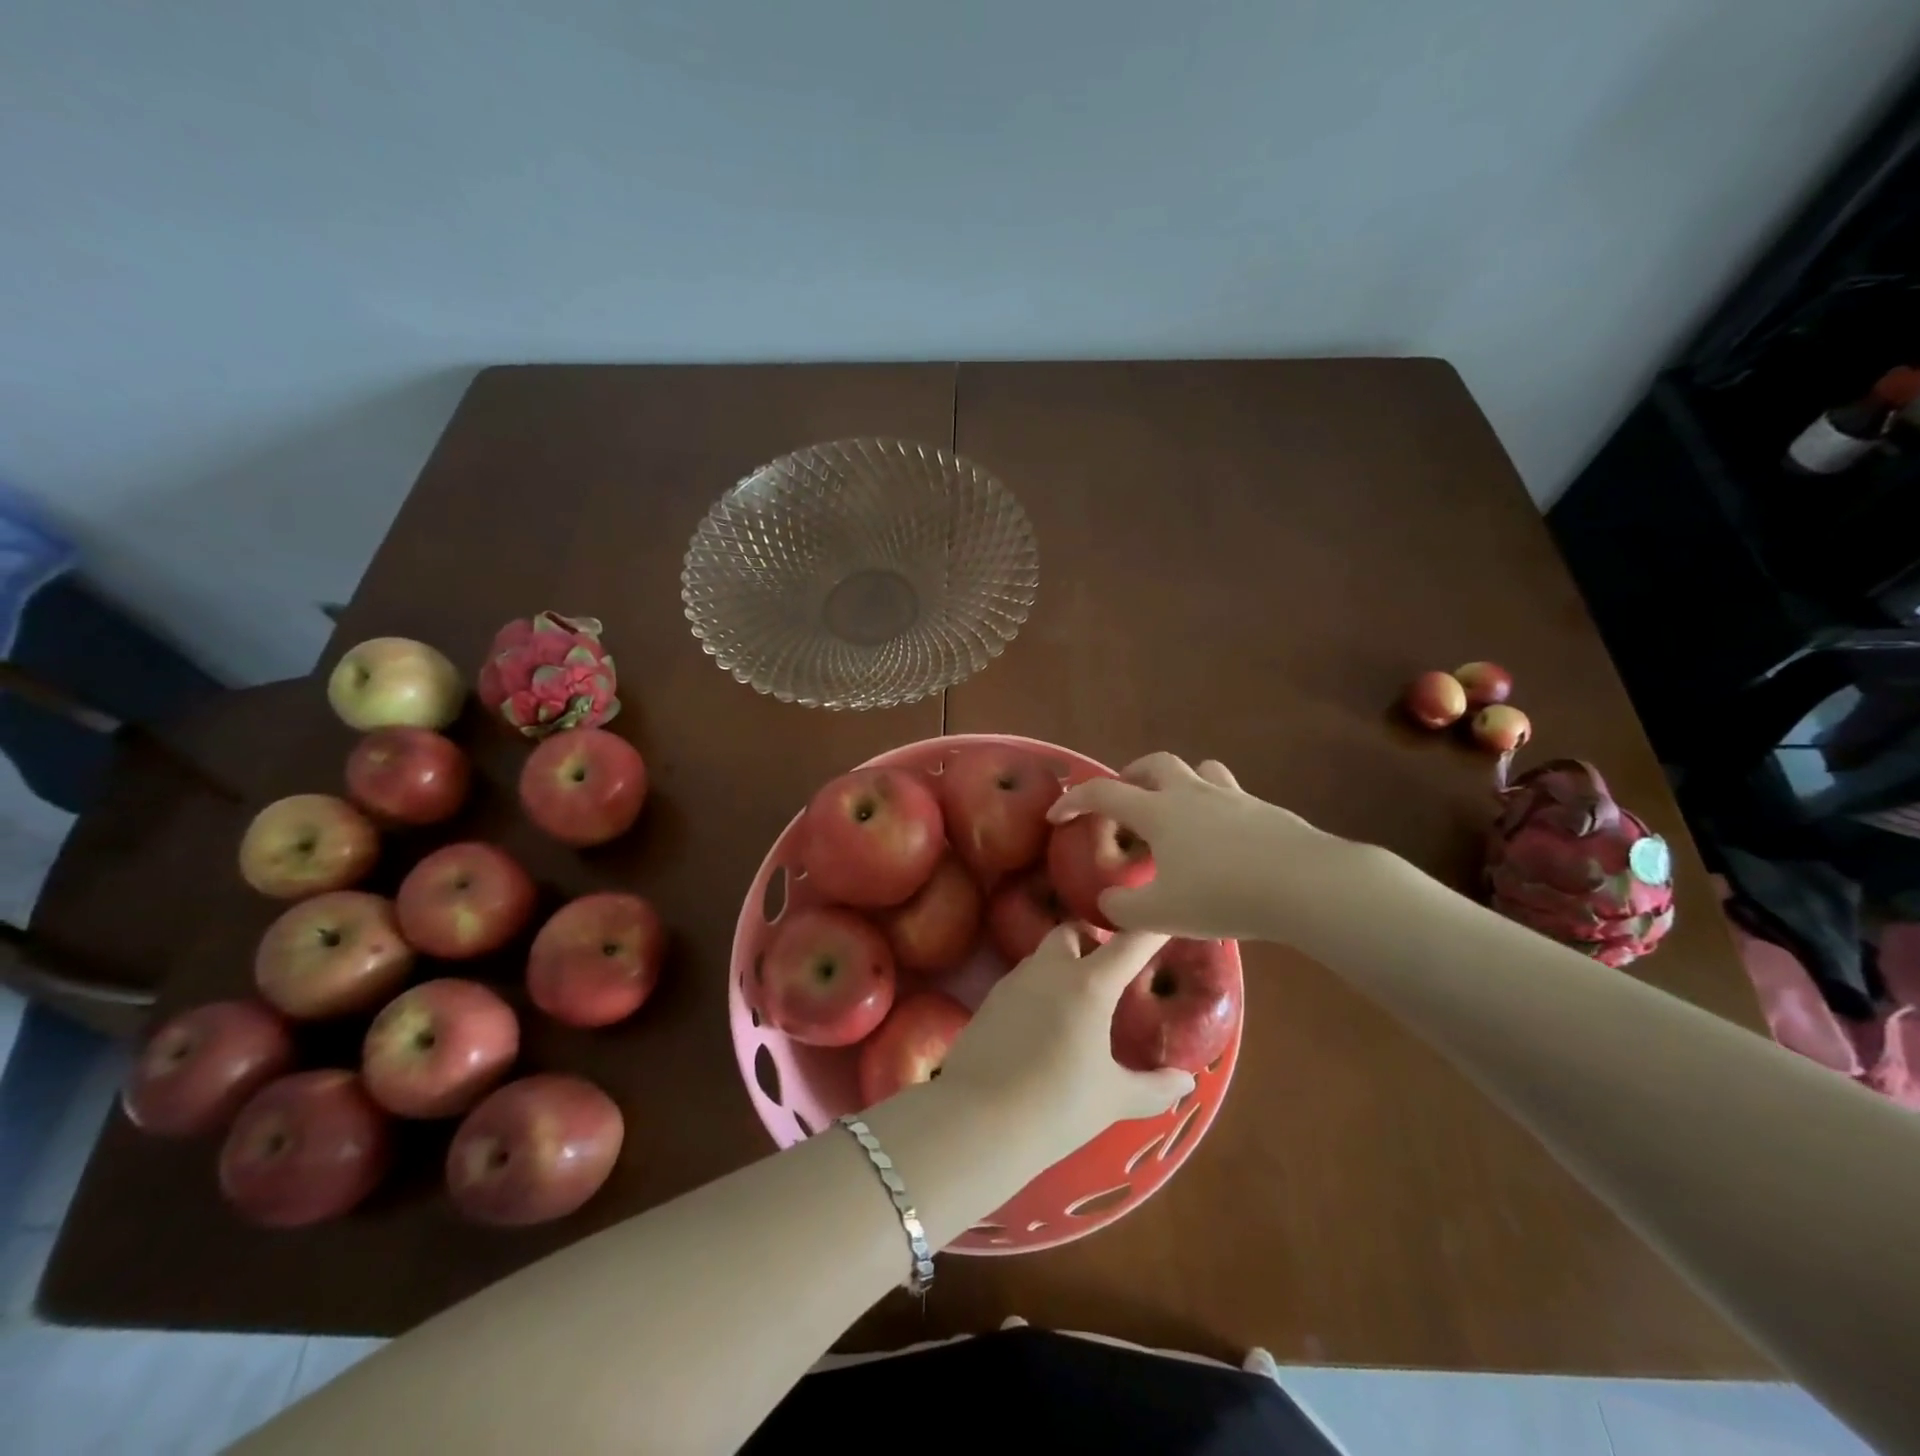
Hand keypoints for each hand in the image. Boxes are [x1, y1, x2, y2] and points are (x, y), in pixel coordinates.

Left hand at [938, 927, 1194, 1164]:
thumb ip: (1155, 1087)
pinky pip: (1023, 979)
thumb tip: (1186, 1080)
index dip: (1151, 927)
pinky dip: (1040, 987)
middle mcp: (1050, 969)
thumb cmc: (1056, 1107)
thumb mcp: (1114, 1099)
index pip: (1129, 942)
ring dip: (1065, 963)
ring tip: (1080, 1001)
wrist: (977, 1121)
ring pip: (1044, 954)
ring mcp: (1014, 981)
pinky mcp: (989, 999)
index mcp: (1088, 984)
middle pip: (1073, 931)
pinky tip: (1045, 1024)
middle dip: (1094, 940)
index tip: (1165, 916)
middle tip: (1112, 972)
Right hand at [1047, 751, 1382, 944]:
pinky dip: (1216, 807)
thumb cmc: (1223, 894)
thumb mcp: (1161, 914)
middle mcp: (1191, 793)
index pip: (1104, 793)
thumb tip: (1107, 903)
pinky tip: (1223, 840)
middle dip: (1131, 777)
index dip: (1075, 800)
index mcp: (1158, 811)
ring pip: (1198, 770)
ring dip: (1178, 783)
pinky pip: (1231, 795)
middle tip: (1125, 803)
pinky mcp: (1265, 810)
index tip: (1058, 815)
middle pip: (1154, 764)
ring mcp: (1232, 797)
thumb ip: (1123, 911)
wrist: (1306, 884)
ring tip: (1176, 812)